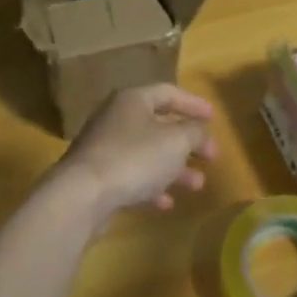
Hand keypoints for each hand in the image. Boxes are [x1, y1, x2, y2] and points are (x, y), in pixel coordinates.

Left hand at [54, 84, 217, 220]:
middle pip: (159, 125)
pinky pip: (132, 176)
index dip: (193, 104)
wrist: (83, 195)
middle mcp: (116, 119)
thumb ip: (194, 132)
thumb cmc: (135, 158)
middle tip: (211, 156)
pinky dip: (152, 186)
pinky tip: (166, 203)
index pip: (168, 93)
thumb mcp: (176, 141)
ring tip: (198, 185)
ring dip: (175, 168)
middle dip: (188, 142)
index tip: (214, 118)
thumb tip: (199, 130)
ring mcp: (105, 148)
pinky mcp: (98, 176)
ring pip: (148, 154)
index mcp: (133, 100)